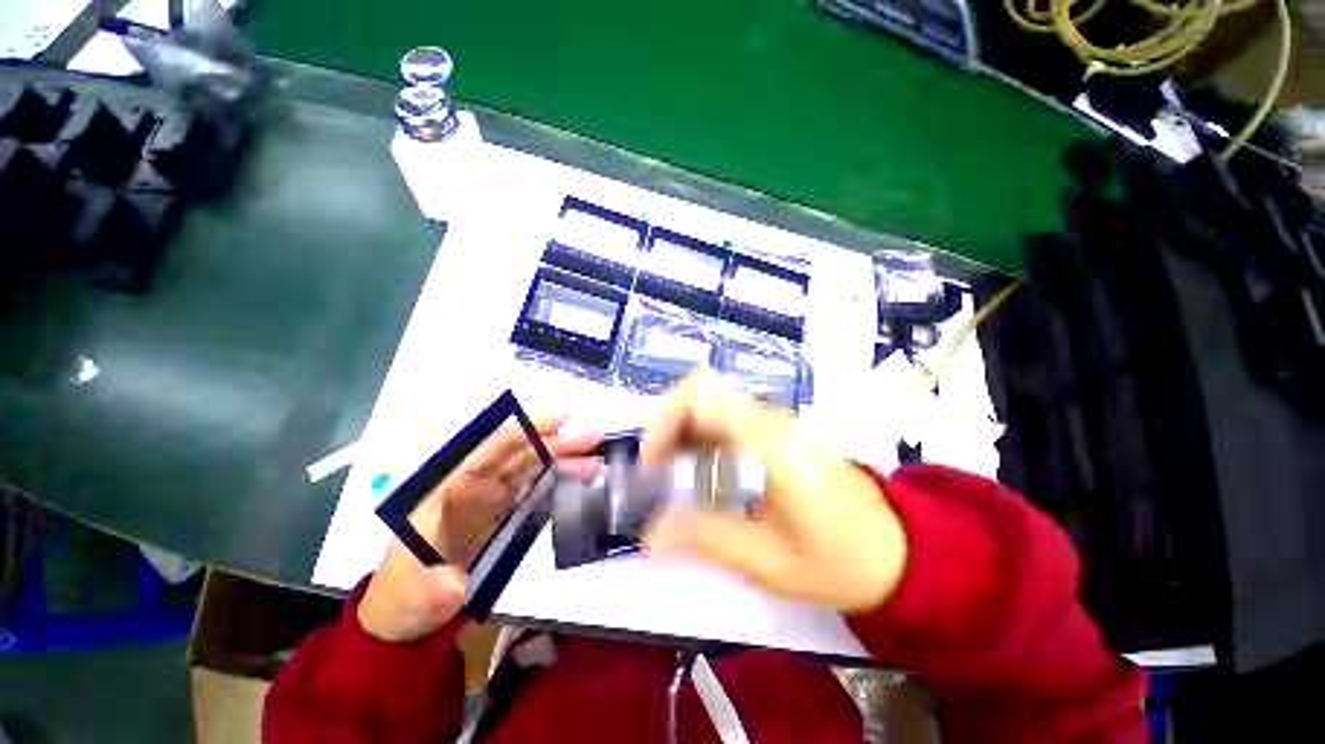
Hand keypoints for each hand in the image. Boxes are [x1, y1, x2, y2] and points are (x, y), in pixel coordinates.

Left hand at [359, 416, 599, 641]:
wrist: (407, 616)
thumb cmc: (400, 601)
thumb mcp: (408, 599)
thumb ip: (430, 592)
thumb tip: (454, 585)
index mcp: (441, 491)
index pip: (485, 450)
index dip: (522, 431)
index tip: (558, 421)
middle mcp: (467, 486)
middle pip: (515, 454)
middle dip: (554, 442)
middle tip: (592, 437)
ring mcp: (486, 497)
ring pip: (528, 466)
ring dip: (561, 460)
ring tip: (594, 460)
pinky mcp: (499, 510)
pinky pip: (531, 486)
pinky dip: (555, 478)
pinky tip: (577, 477)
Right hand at [640, 372, 907, 612]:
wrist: (894, 548)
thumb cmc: (836, 558)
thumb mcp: (767, 560)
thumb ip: (705, 539)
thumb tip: (648, 535)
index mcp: (768, 442)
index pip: (702, 395)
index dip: (664, 421)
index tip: (652, 464)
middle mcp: (768, 419)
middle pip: (701, 389)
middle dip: (667, 423)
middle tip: (657, 467)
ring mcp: (772, 421)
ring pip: (710, 401)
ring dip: (681, 430)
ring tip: (672, 473)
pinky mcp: (773, 431)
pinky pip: (724, 417)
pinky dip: (699, 436)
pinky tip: (700, 472)